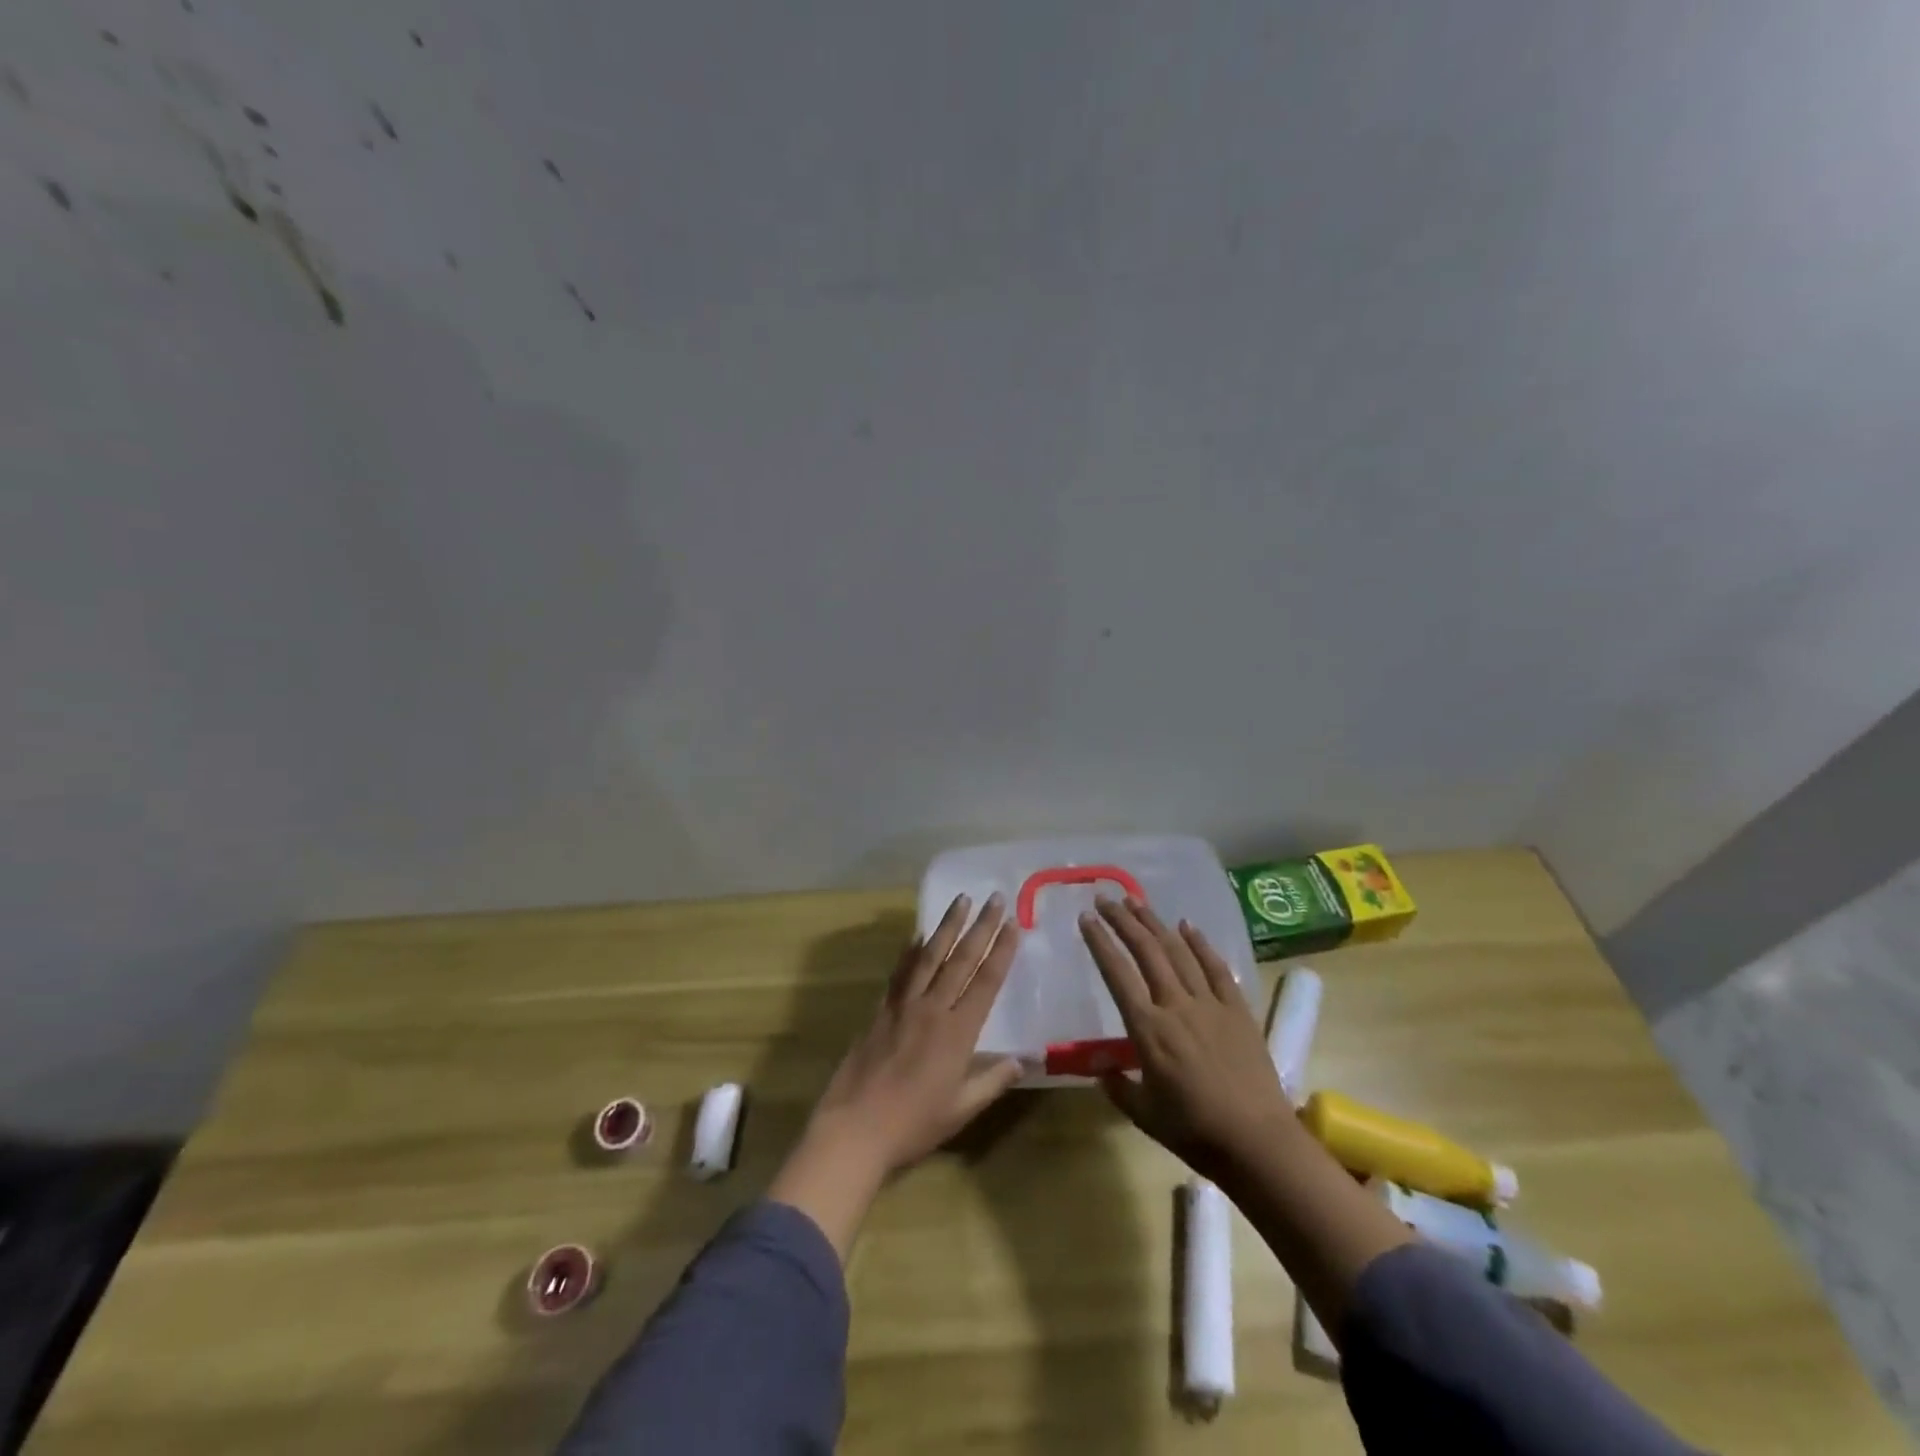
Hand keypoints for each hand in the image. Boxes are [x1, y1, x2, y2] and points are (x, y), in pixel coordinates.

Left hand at [770, 893, 1022, 1258]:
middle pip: (960, 960)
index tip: (1012, 924)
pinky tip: (917, 936)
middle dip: (980, 927)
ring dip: (947, 927)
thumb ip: (992, 1080)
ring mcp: (903, 1006)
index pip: (985, 982)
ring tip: (960, 900)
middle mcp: (932, 1009)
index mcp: (958, 1033)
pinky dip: (910, 951)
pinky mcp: (880, 1010)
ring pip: (929, 956)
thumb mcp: (961, 1109)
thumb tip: (1024, 1060)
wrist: (855, 1129)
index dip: (1001, 952)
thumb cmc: (913, 1125)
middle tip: (994, 898)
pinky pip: (899, 973)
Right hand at [1079, 897, 1290, 1183]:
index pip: (1117, 974)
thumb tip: (1101, 1068)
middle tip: (1105, 899)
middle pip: (1146, 951)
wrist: (1258, 1143)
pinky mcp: (1238, 1010)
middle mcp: (1176, 1005)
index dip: (1100, 942)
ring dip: (1155, 923)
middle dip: (1123, 921)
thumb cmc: (1195, 1132)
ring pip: (1178, 952)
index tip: (1085, 918)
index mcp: (1148, 1029)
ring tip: (1137, 901)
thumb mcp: (1144, 1115)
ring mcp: (1210, 1004)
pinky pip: (1217, 969)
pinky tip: (1188, 926)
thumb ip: (1118, 1087)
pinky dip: (1201, 944)